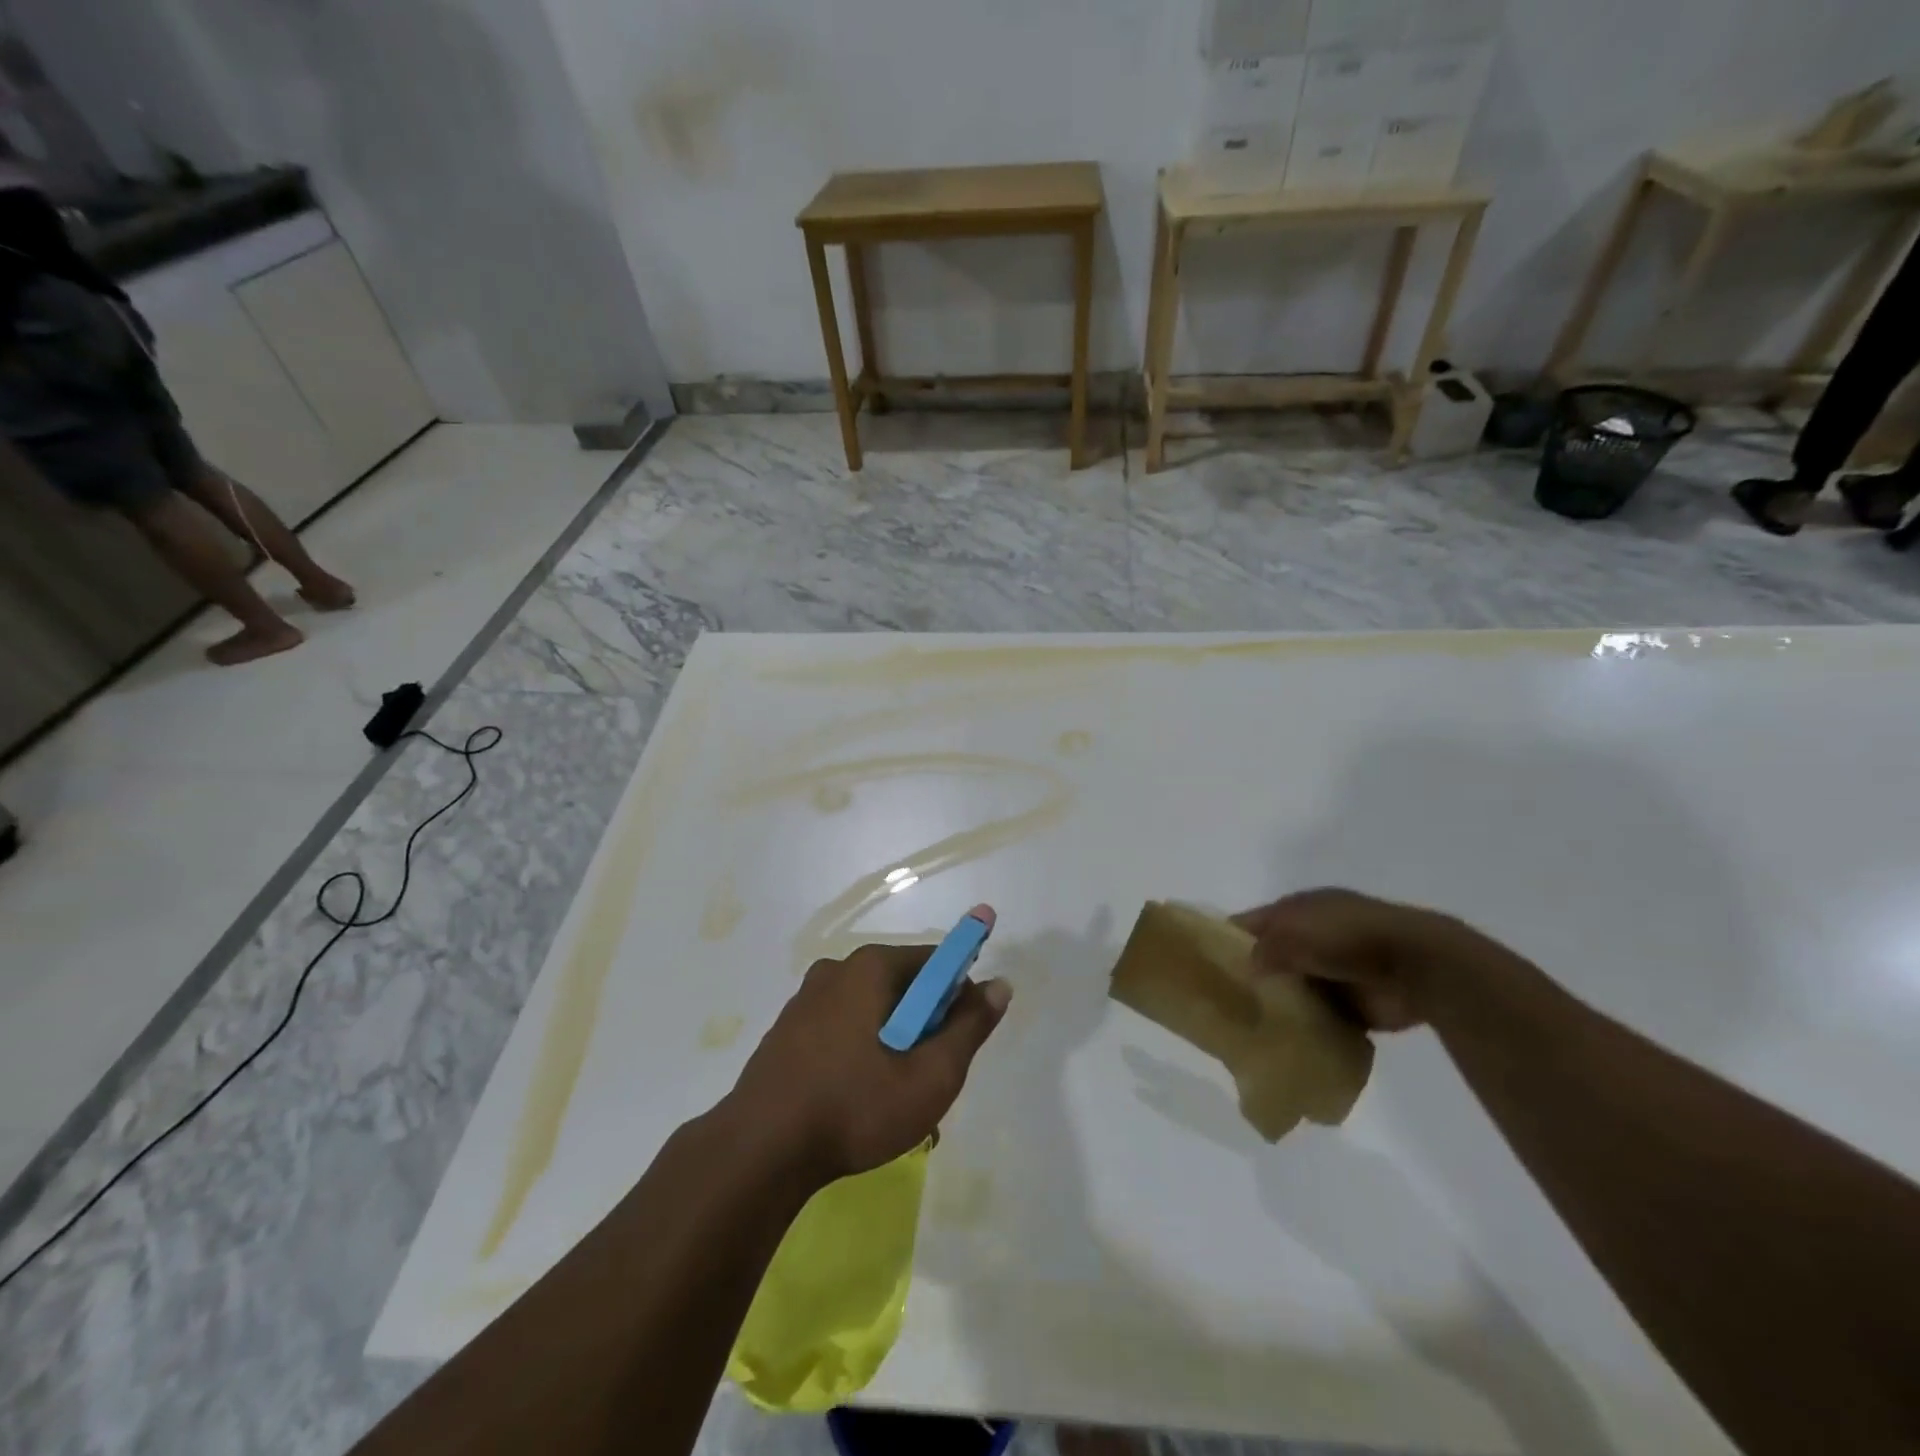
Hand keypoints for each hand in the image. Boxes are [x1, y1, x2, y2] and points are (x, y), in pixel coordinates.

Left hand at [729, 942, 1011, 1184]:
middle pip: (903, 987)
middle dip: (925, 1028)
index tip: (959, 1042)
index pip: (935, 962)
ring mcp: (806, 1000)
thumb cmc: (855, 1107)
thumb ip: (969, 1027)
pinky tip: (858, 1102)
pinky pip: (841, 1030)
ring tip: (895, 1101)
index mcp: (870, 967)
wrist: (759, 1152)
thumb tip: (999, 985)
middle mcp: (836, 970)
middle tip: (928, 1080)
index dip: (958, 997)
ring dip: (893, 1046)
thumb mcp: (931, 1075)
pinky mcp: (786, 1031)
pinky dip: (860, 1054)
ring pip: (872, 1013)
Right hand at [1233, 888, 1480, 1032]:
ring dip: (1277, 1005)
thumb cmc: (1348, 936)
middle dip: (1250, 976)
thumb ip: (1265, 948)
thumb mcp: (1295, 932)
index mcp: (1298, 909)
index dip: (1228, 939)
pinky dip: (1304, 1028)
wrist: (1417, 966)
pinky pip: (1318, 1017)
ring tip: (1246, 1027)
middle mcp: (1313, 937)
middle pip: (1270, 957)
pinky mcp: (1353, 1004)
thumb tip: (1245, 967)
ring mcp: (1334, 971)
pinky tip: (1282, 1042)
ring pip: (1292, 989)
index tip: (1204, 966)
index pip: (1252, 923)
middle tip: (1222, 1003)